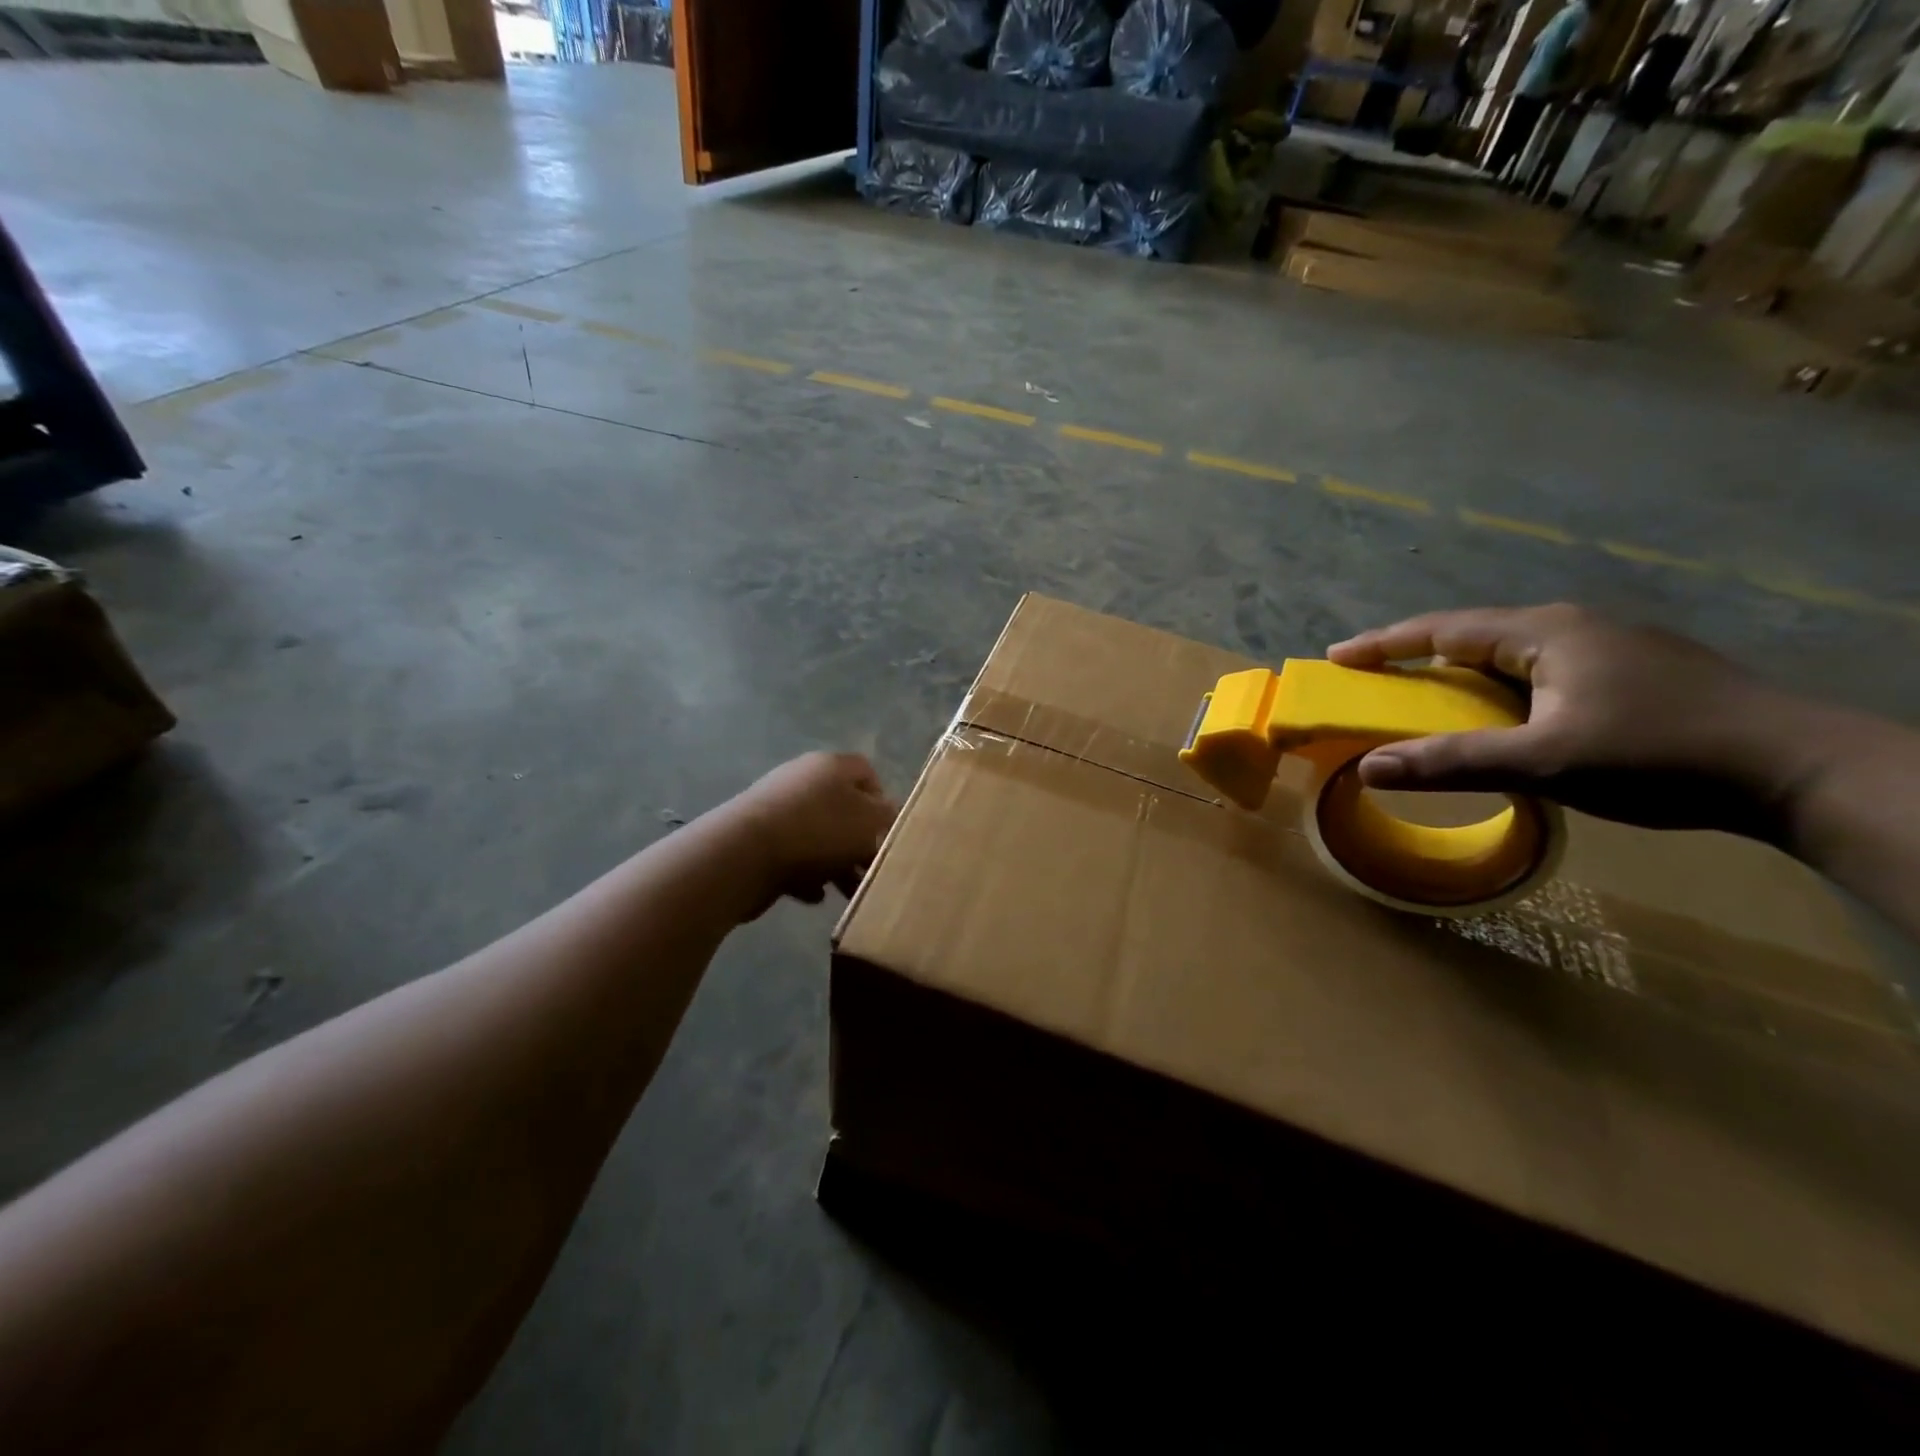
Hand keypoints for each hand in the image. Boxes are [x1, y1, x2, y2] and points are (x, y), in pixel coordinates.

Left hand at [724, 752, 897, 919]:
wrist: (745, 854)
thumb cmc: (819, 831)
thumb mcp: (869, 822)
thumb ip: (887, 817)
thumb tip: (888, 815)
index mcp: (831, 766)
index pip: (866, 772)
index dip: (883, 801)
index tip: (888, 832)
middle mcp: (802, 779)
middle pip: (842, 809)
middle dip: (859, 842)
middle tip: (871, 870)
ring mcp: (776, 809)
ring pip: (818, 836)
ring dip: (835, 863)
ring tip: (847, 892)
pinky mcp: (756, 839)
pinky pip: (792, 855)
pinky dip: (806, 874)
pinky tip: (814, 894)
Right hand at [1326, 604, 1829, 841]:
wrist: (1798, 771)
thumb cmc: (1658, 754)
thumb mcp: (1544, 762)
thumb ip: (1453, 763)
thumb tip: (1369, 768)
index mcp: (1544, 633)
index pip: (1442, 629)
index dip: (1384, 644)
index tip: (1337, 656)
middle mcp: (1572, 627)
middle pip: (1473, 635)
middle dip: (1416, 656)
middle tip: (1373, 679)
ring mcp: (1608, 648)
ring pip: (1509, 655)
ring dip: (1460, 674)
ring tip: (1426, 698)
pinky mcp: (1632, 673)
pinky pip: (1540, 671)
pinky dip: (1499, 689)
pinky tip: (1502, 714)